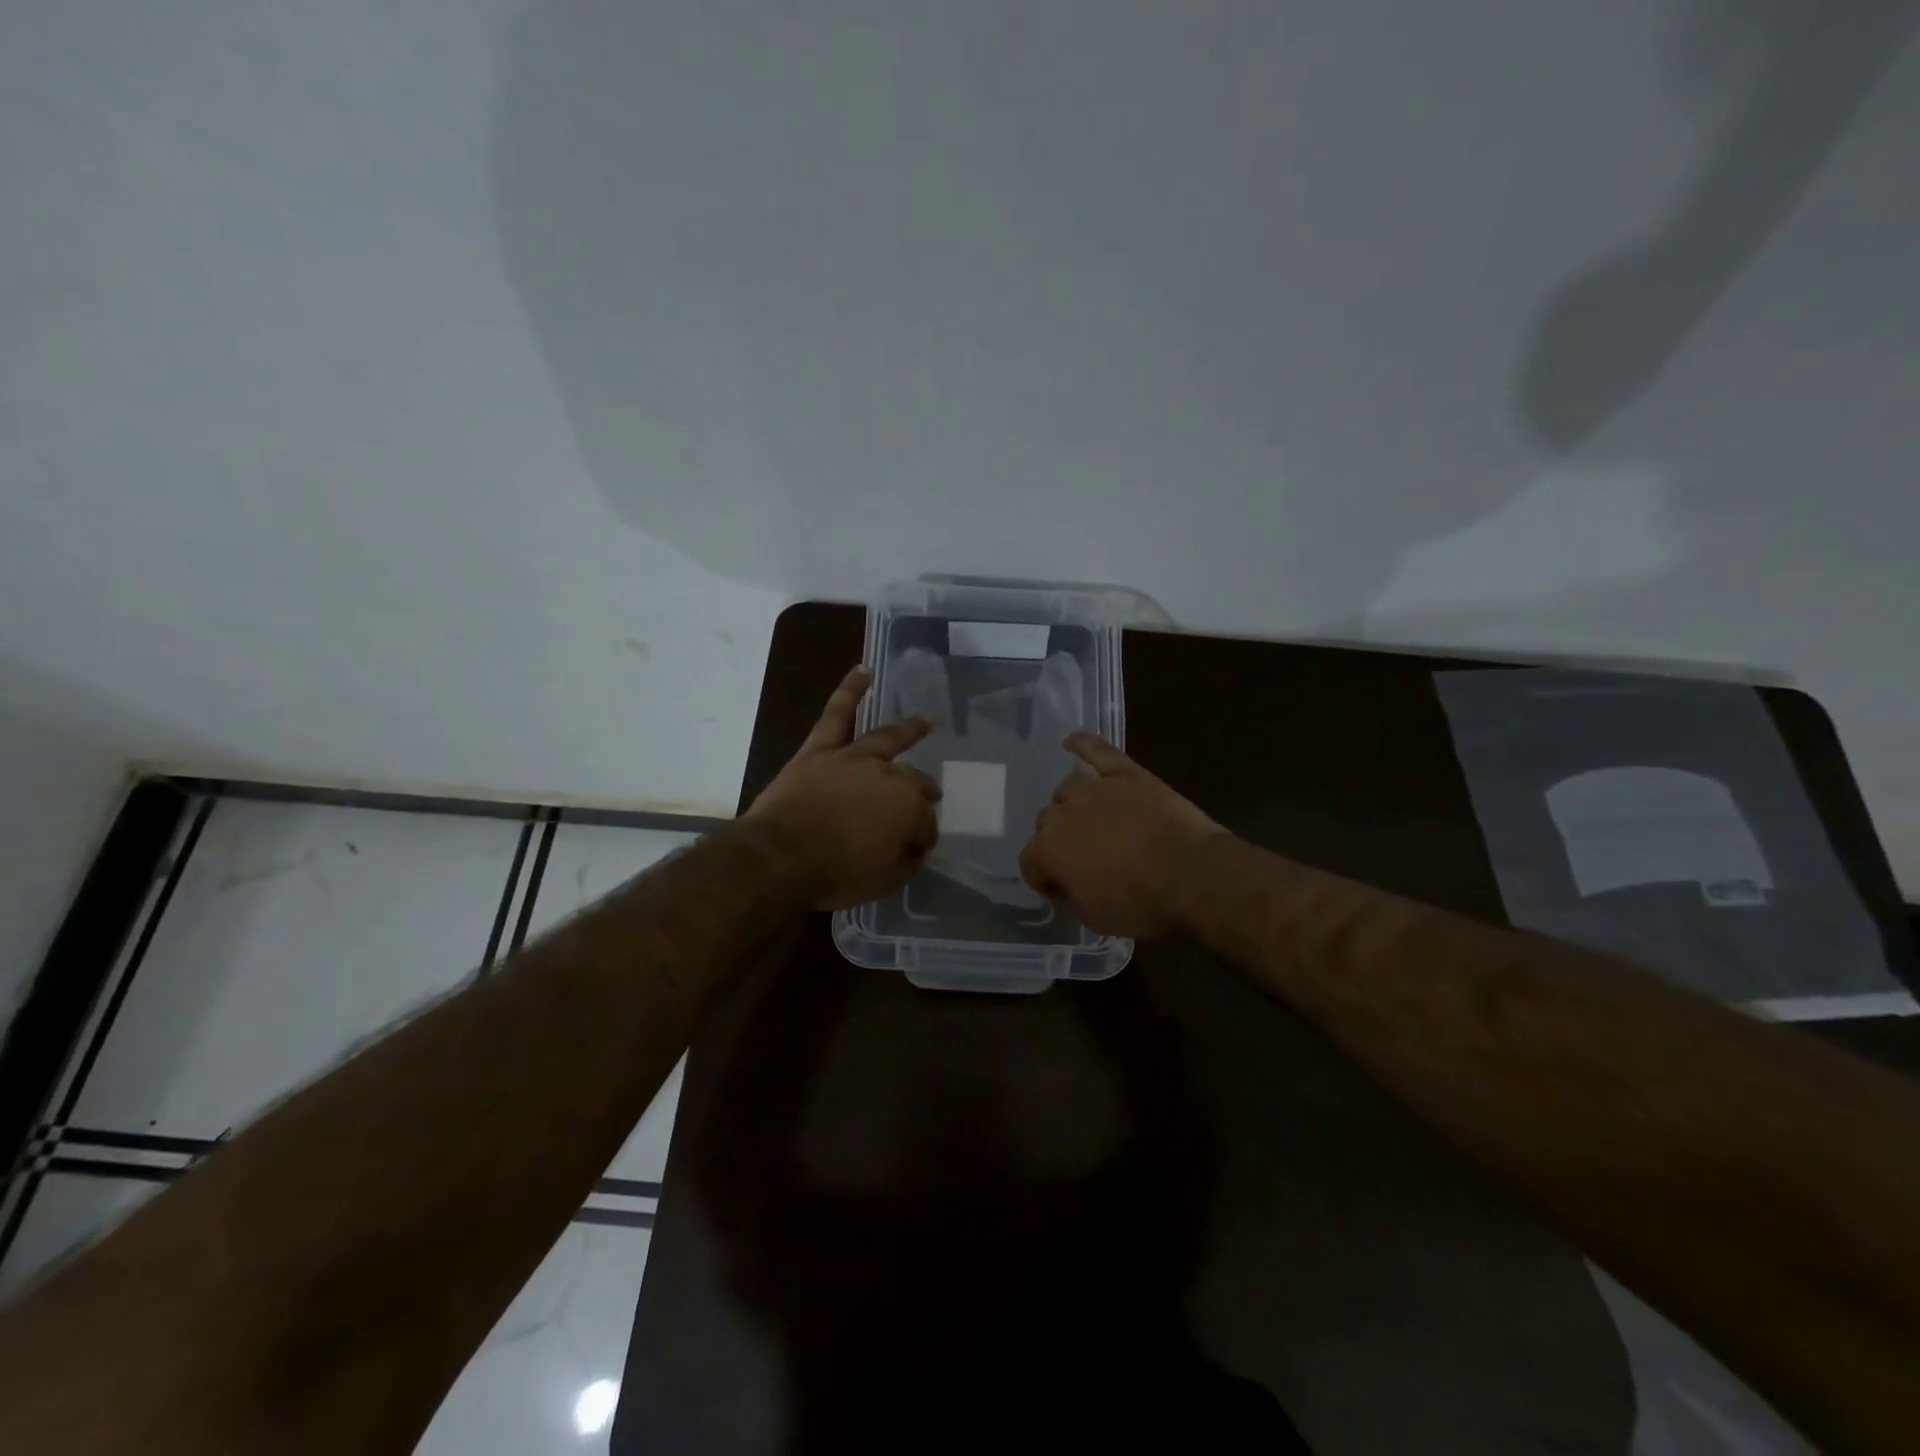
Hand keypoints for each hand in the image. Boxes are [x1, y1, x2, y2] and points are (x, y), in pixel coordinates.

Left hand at [744, 666, 941, 909]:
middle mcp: (888, 776)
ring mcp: (853, 758)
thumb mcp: (883, 882)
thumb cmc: (834, 874)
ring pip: (887, 738)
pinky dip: (850, 691)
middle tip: (928, 801)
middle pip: (914, 782)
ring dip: (909, 729)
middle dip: (923, 794)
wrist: (778, 858)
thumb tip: (914, 848)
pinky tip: (863, 671)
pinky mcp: (820, 750)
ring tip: (924, 721)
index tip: (916, 851)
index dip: (923, 838)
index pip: (926, 823)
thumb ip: (906, 862)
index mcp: (907, 809)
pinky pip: (836, 714)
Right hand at [1019, 734, 1223, 938]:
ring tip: (1089, 819)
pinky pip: (1097, 751)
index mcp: (1049, 851)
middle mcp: (1063, 813)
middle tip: (1083, 857)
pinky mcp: (1126, 773)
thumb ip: (1069, 896)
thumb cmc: (1141, 904)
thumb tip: (1064, 885)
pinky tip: (1071, 742)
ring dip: (1071, 804)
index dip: (1044, 879)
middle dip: (1057, 840)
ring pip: (1067, 789)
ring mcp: (1095, 788)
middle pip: (1046, 821)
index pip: (1029, 863)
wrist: (1192, 875)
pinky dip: (1083, 745)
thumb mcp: (1094, 918)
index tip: (1062, 890)